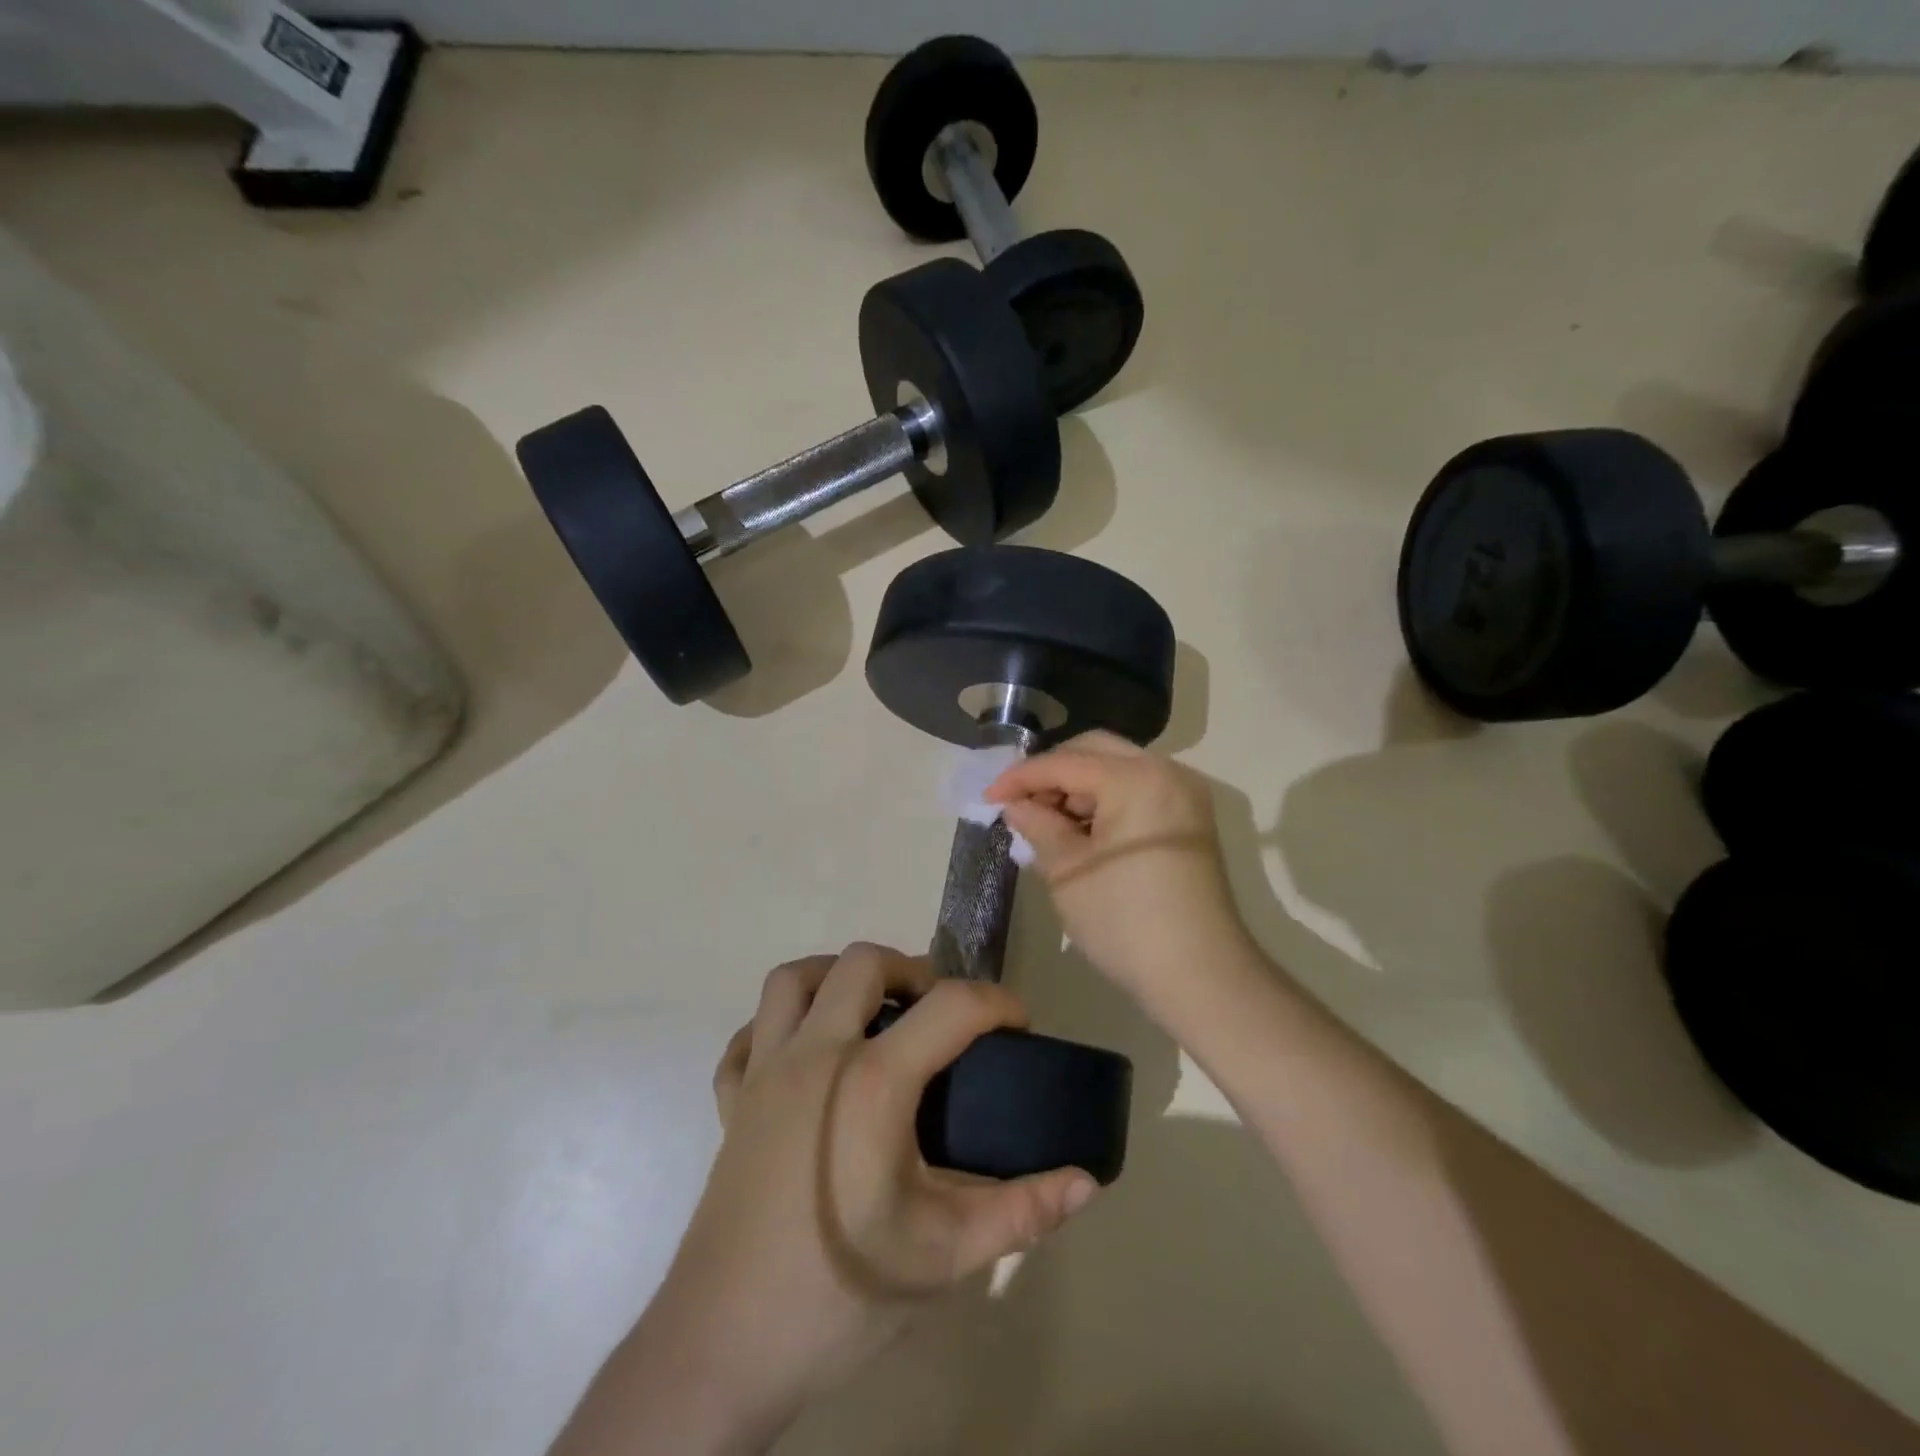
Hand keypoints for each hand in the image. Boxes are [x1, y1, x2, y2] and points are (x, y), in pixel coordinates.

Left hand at [561, 945, 1097, 1454]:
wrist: (724, 1349)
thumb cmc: (840, 1294)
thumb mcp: (945, 1254)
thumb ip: (1022, 1210)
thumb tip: (1086, 1182)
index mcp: (871, 1082)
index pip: (950, 1007)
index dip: (997, 1003)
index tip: (1020, 1025)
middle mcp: (814, 1055)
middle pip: (862, 963)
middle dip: (911, 971)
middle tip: (938, 1014)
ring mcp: (763, 1072)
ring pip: (792, 980)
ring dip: (835, 977)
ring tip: (870, 1013)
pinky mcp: (730, 1101)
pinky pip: (748, 1035)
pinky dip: (777, 1027)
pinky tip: (803, 1057)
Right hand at [987, 732, 1249, 1003]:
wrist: (1201, 976)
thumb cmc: (1125, 921)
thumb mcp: (1067, 871)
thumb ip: (1037, 825)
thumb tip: (1016, 805)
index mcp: (1136, 779)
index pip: (1065, 763)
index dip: (1020, 777)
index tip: (988, 797)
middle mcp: (1167, 772)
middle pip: (1095, 751)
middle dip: (1053, 773)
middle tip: (1021, 805)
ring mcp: (1184, 795)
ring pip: (1118, 768)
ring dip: (1079, 787)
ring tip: (1048, 823)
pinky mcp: (1190, 819)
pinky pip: (1138, 790)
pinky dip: (1106, 801)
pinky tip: (1082, 832)